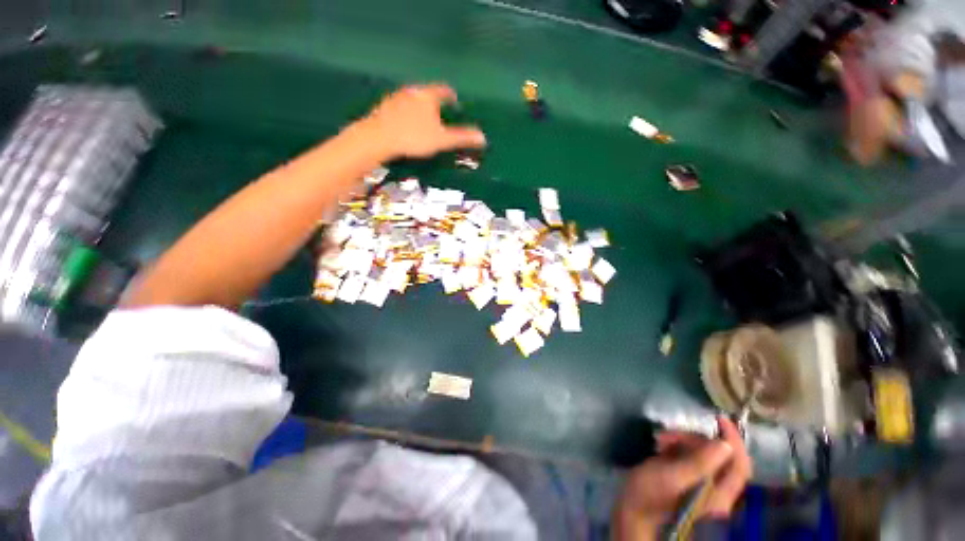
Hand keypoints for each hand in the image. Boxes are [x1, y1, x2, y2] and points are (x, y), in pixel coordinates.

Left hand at [359, 84, 486, 158]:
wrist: (377, 139)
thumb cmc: (414, 137)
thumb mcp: (441, 140)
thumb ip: (461, 138)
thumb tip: (483, 137)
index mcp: (428, 96)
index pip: (443, 90)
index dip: (451, 96)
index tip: (455, 102)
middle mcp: (411, 92)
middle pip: (427, 94)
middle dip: (435, 104)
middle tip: (441, 116)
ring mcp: (395, 99)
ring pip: (413, 101)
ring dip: (420, 109)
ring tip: (424, 123)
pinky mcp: (384, 109)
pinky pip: (400, 108)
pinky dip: (407, 115)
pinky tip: (406, 127)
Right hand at [614, 417, 752, 540]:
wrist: (632, 520)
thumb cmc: (649, 499)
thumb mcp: (671, 478)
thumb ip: (699, 463)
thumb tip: (724, 444)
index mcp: (717, 495)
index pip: (739, 465)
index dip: (733, 440)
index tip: (719, 418)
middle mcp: (716, 493)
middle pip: (719, 458)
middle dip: (696, 440)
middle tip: (669, 434)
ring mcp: (702, 490)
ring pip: (704, 458)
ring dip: (684, 443)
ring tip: (660, 441)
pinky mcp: (688, 485)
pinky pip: (692, 462)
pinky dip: (679, 450)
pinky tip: (661, 448)